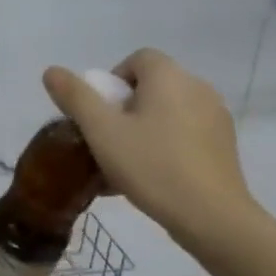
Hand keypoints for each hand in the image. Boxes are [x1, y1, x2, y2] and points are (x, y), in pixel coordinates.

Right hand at [43, 49, 260, 253]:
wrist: (210, 215)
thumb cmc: (151, 166)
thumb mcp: (102, 132)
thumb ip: (76, 98)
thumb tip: (52, 71)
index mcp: (169, 76)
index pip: (137, 60)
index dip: (112, 83)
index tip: (100, 116)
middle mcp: (197, 87)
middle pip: (152, 87)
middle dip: (125, 110)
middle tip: (108, 143)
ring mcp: (215, 116)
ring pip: (168, 112)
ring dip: (144, 130)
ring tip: (127, 166)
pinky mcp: (224, 144)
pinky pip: (185, 133)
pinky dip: (166, 145)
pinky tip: (152, 178)